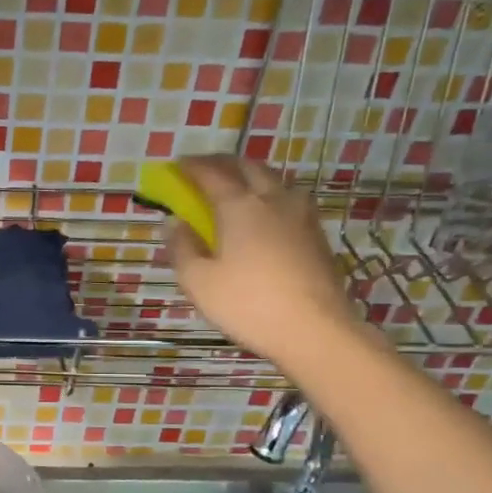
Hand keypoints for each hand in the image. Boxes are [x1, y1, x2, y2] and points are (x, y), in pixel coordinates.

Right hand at [165, 155, 355, 362]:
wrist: (315, 329)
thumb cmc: (247, 304)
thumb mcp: (198, 281)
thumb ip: (182, 248)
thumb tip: (174, 223)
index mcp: (239, 206)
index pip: (212, 174)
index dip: (192, 167)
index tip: (177, 165)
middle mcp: (273, 200)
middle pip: (249, 167)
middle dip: (224, 163)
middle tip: (205, 169)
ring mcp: (301, 216)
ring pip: (275, 180)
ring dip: (252, 176)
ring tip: (238, 187)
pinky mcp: (317, 235)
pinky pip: (290, 201)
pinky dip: (271, 196)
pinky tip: (267, 215)